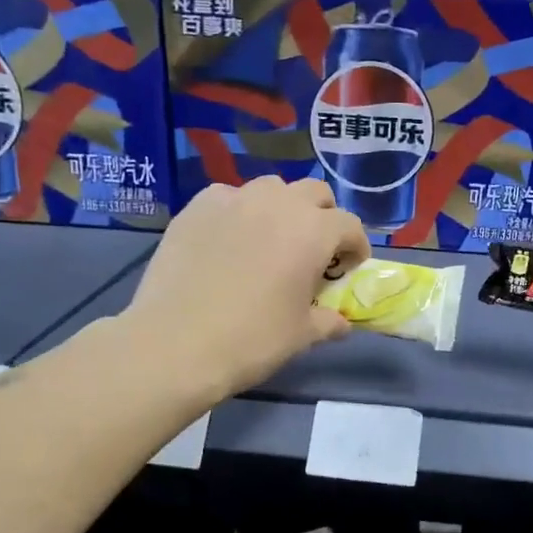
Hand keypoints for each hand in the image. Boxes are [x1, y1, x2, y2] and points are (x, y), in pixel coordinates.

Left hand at [126, 178, 371, 401]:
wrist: (176, 343)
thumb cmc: (252, 339)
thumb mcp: (300, 335)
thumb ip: (327, 322)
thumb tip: (341, 323)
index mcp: (313, 231)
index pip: (349, 225)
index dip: (355, 247)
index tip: (348, 268)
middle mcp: (278, 204)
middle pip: (314, 193)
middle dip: (322, 216)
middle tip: (314, 250)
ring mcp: (233, 200)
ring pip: (270, 188)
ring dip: (281, 208)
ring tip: (270, 239)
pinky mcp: (196, 207)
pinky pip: (228, 197)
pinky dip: (239, 212)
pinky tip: (228, 241)